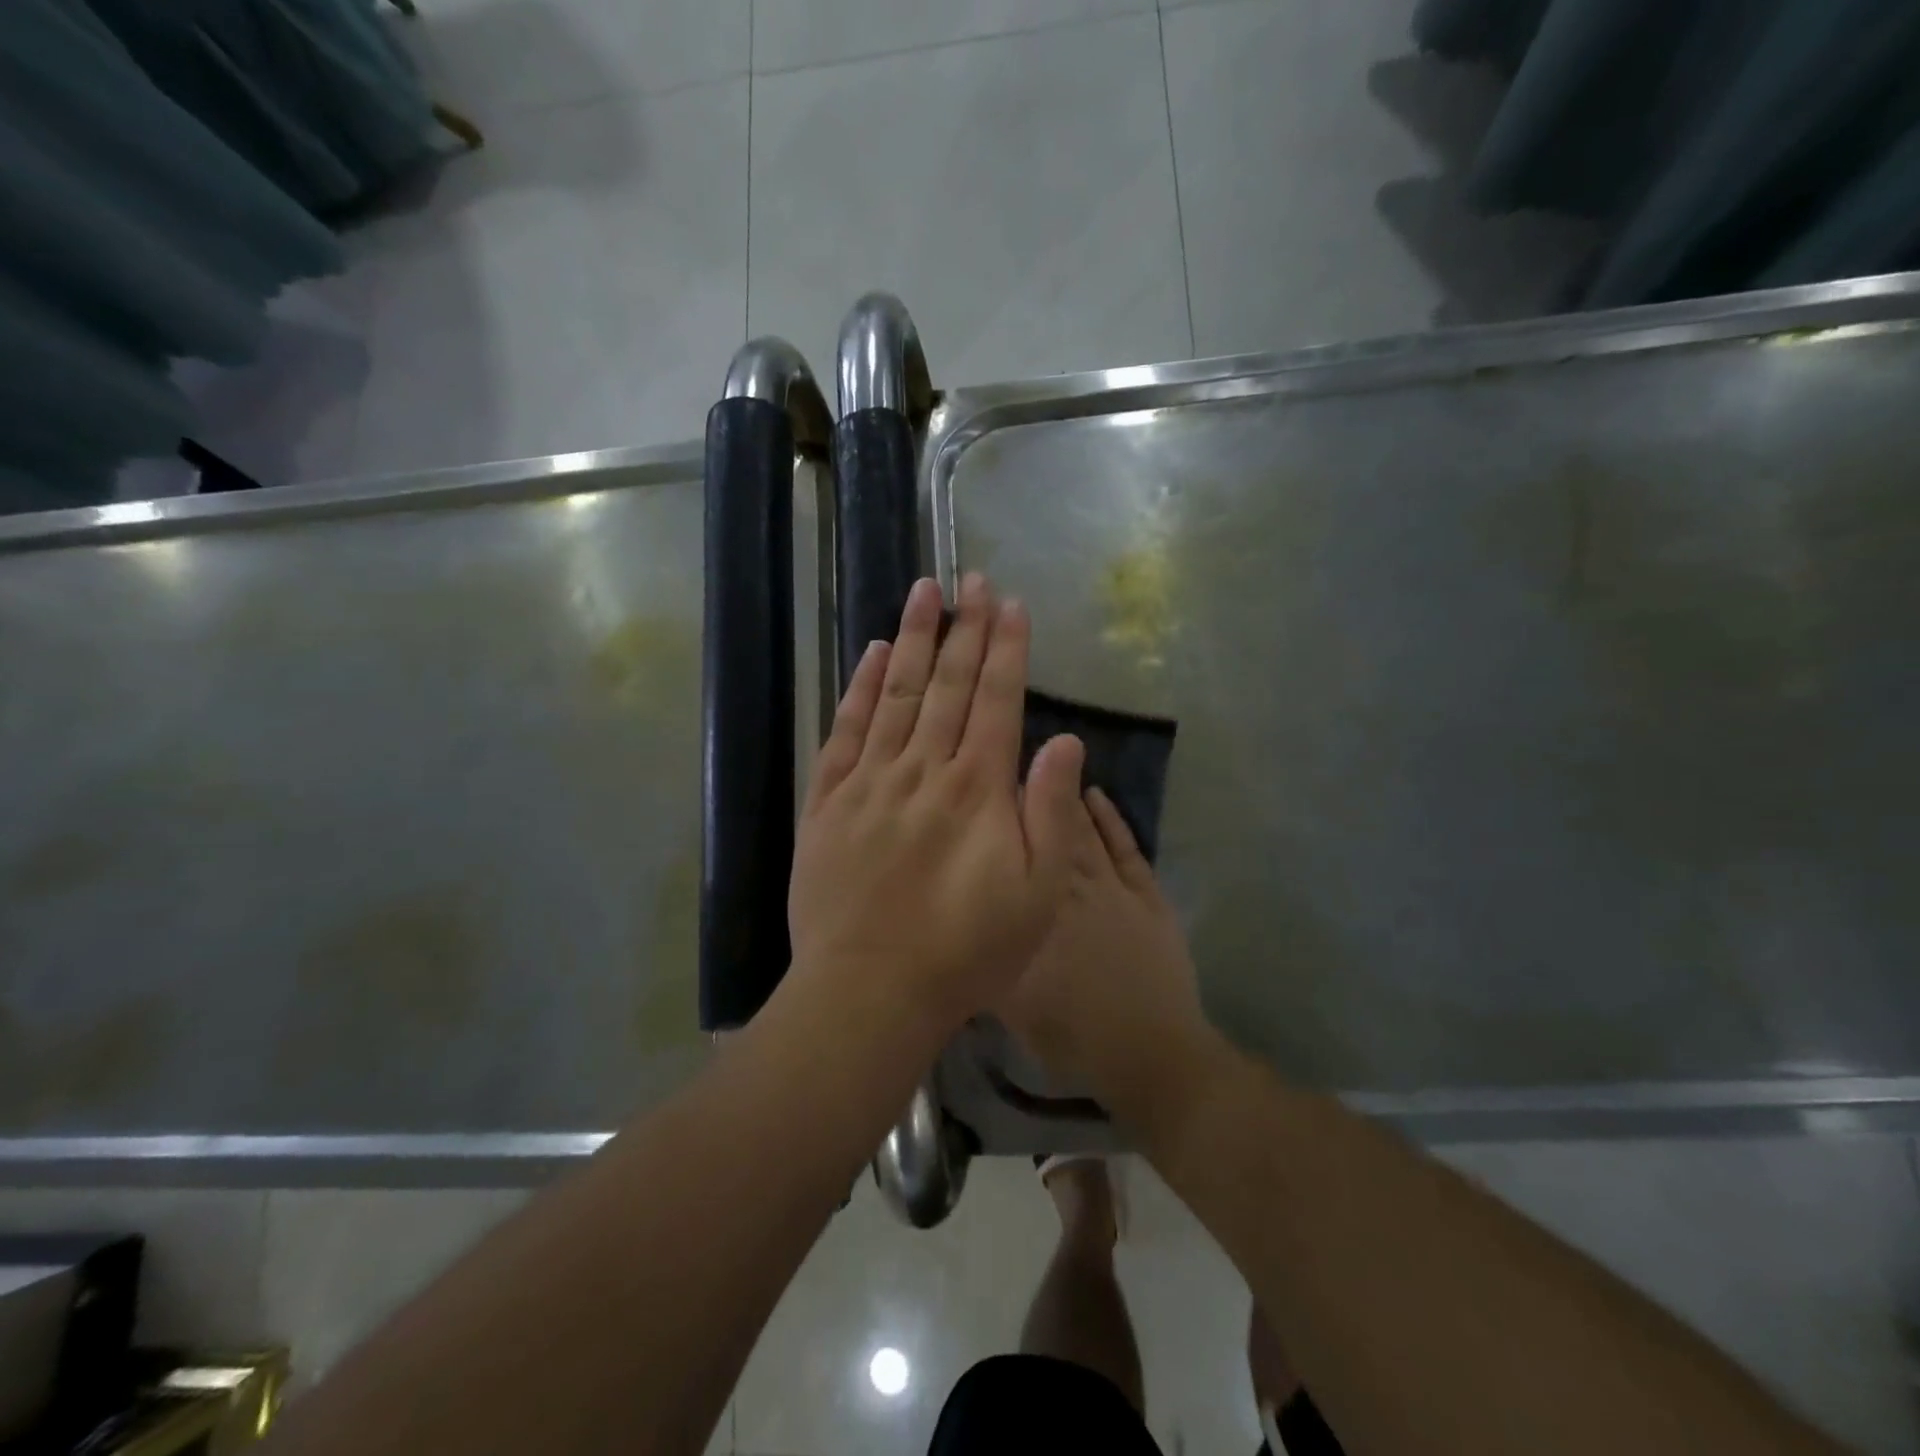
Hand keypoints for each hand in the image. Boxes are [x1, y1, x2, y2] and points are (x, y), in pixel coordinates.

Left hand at [788, 573, 1085, 1037]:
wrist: (869, 989)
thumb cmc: (965, 951)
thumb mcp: (1036, 895)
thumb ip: (1050, 812)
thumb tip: (1064, 742)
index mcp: (978, 788)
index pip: (997, 700)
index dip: (1007, 649)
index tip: (1011, 603)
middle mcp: (924, 768)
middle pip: (948, 684)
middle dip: (966, 627)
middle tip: (972, 577)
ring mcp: (870, 780)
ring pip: (895, 692)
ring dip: (913, 638)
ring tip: (924, 591)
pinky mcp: (828, 800)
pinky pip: (844, 730)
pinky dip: (858, 687)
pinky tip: (871, 654)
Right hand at [998, 787, 1211, 1118]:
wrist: (1150, 1052)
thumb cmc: (1071, 1033)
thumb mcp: (1008, 1004)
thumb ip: (983, 954)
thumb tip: (959, 918)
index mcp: (1035, 911)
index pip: (1012, 854)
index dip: (997, 817)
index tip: (980, 786)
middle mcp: (1069, 888)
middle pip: (1045, 831)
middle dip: (1026, 795)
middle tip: (1008, 761)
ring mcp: (1112, 888)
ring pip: (1083, 831)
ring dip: (1064, 798)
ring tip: (1046, 761)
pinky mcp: (1147, 895)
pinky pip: (1126, 848)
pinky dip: (1112, 819)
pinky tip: (1096, 793)